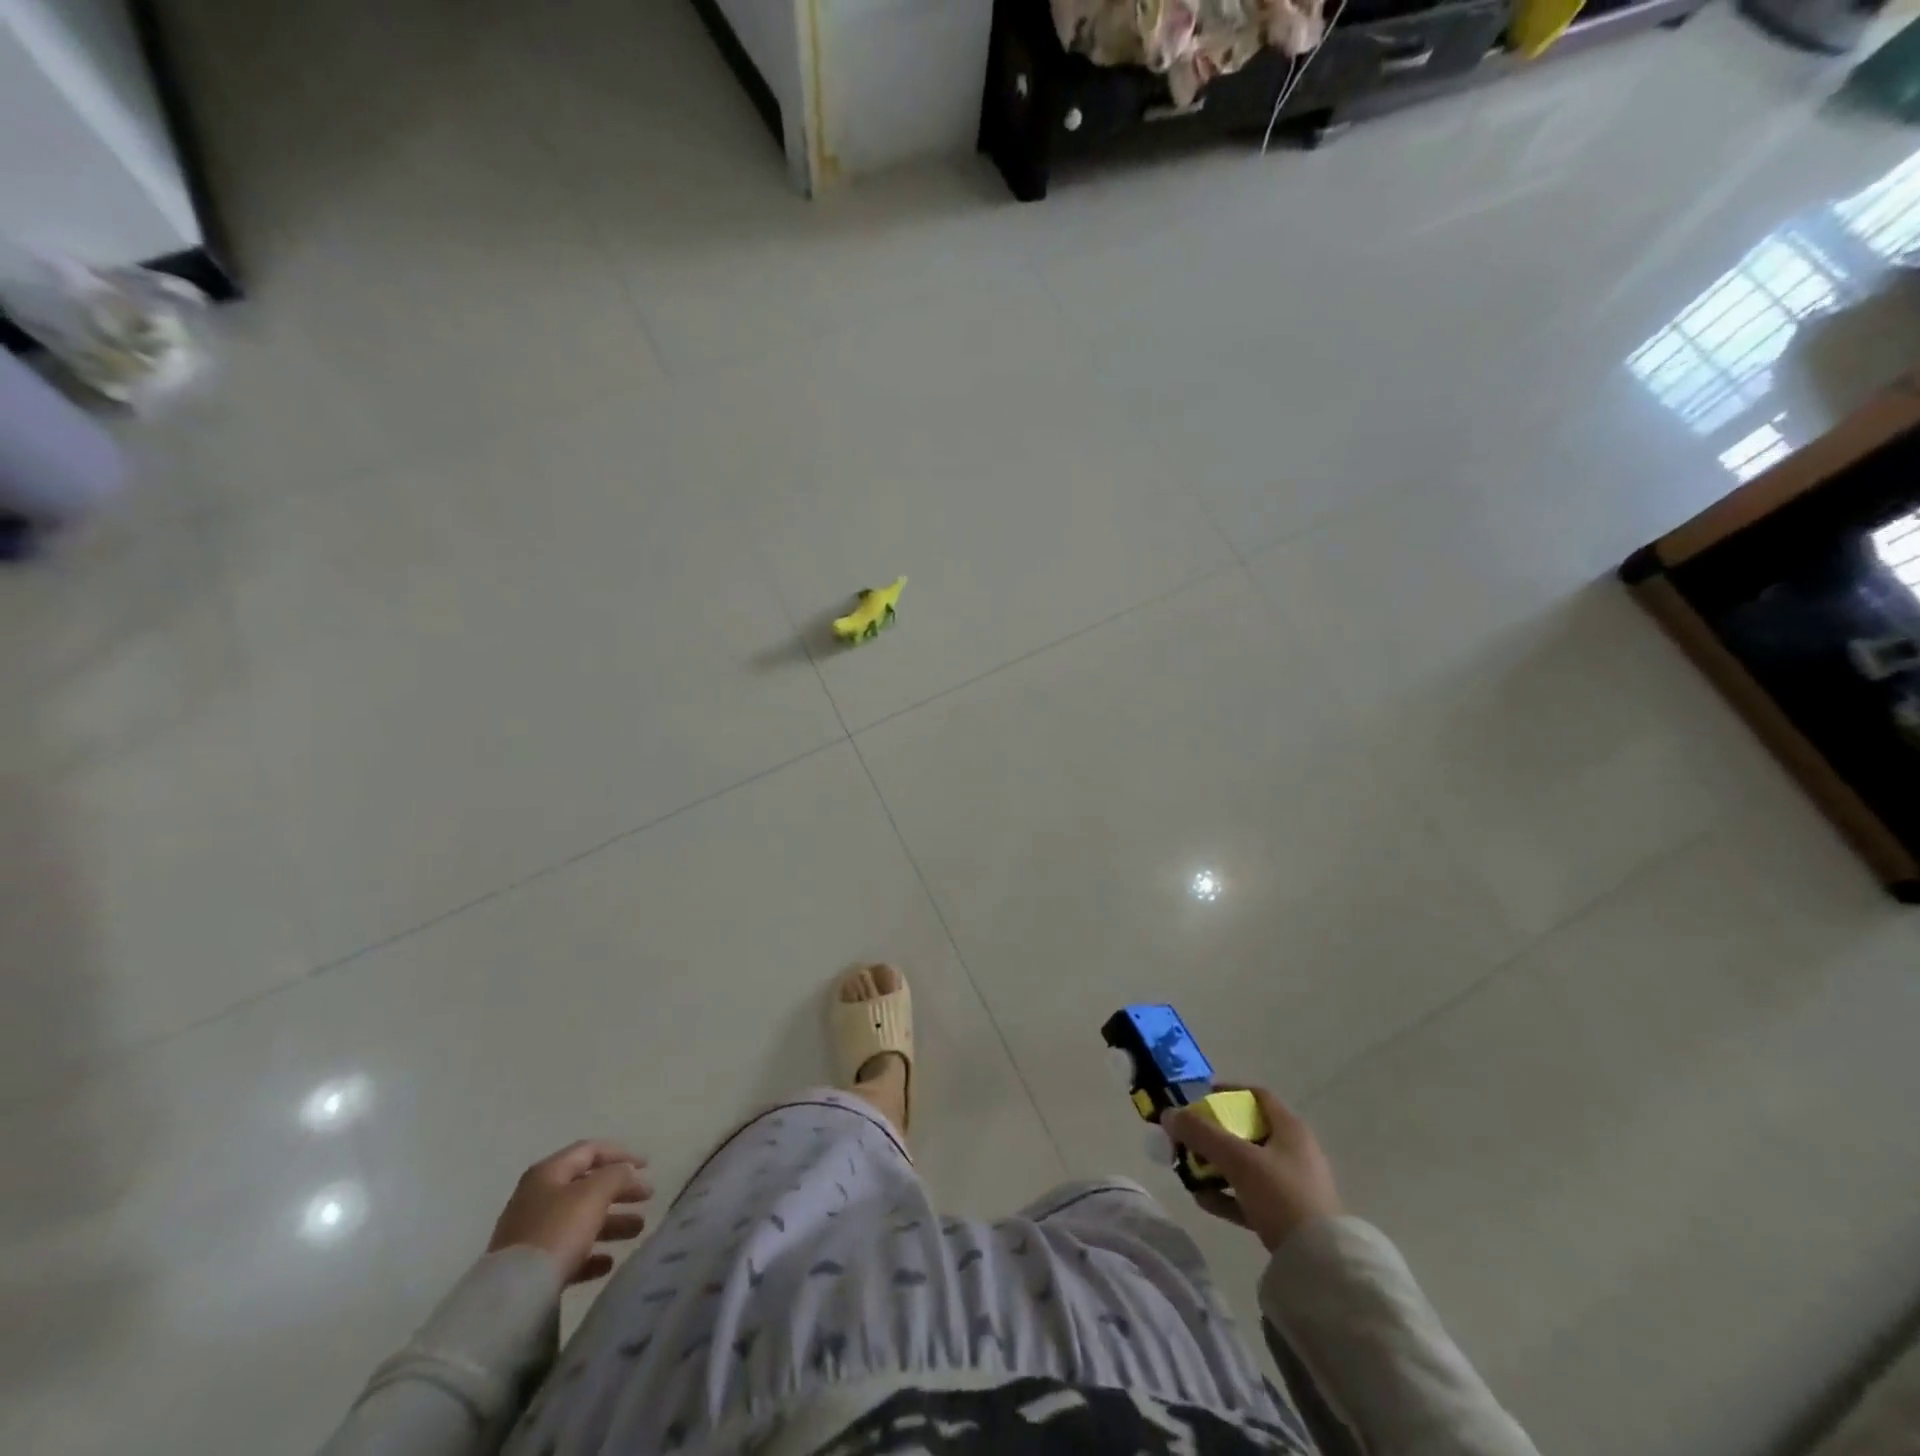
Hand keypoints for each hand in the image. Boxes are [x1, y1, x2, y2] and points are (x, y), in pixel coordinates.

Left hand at [487, 1140, 653, 1283]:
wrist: (512, 1296)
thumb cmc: (557, 1231)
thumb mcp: (594, 1193)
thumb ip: (616, 1175)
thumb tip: (626, 1172)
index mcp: (548, 1173)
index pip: (590, 1151)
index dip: (621, 1154)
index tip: (648, 1166)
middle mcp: (537, 1198)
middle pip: (587, 1187)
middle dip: (620, 1191)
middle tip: (647, 1198)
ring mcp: (531, 1234)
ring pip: (580, 1220)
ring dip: (612, 1222)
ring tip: (637, 1230)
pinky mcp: (530, 1268)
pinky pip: (568, 1253)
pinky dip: (591, 1253)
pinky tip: (607, 1263)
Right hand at [1163, 1087, 1340, 1251]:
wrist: (1321, 1264)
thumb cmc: (1281, 1195)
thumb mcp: (1238, 1159)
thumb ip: (1201, 1134)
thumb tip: (1168, 1114)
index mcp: (1290, 1129)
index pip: (1256, 1096)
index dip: (1226, 1092)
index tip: (1199, 1099)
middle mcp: (1293, 1151)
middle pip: (1246, 1131)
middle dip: (1212, 1135)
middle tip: (1187, 1141)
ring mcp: (1292, 1184)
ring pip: (1246, 1165)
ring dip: (1215, 1166)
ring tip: (1189, 1174)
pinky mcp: (1287, 1214)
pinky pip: (1250, 1195)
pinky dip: (1227, 1194)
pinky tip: (1203, 1200)